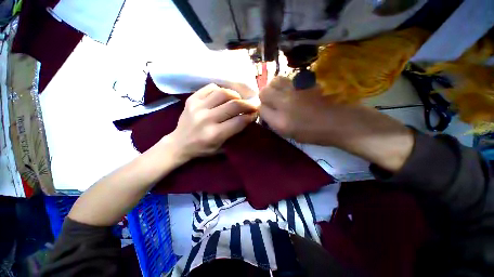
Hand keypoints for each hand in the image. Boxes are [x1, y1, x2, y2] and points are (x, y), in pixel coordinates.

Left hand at [165, 84, 257, 162]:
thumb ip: (234, 134)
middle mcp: (206, 119)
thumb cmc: (202, 149)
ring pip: (223, 93)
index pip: (239, 121)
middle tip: (253, 104)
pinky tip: (224, 95)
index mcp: (214, 134)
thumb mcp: (221, 148)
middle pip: (233, 105)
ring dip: (236, 95)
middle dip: (248, 104)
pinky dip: (221, 90)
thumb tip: (247, 118)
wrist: (178, 143)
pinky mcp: (192, 99)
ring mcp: (197, 107)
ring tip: (239, 99)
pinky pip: (210, 88)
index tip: (256, 114)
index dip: (250, 116)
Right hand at [259, 77, 413, 171]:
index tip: (268, 111)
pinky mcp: (304, 82)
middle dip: (264, 97)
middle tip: (272, 101)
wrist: (340, 121)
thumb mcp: (290, 133)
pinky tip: (291, 90)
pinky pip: (287, 78)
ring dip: (273, 87)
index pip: (261, 109)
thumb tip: (267, 111)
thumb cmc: (314, 133)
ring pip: (274, 81)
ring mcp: (295, 90)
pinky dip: (285, 83)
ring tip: (280, 93)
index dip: (263, 110)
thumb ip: (275, 122)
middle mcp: (284, 104)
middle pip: (264, 92)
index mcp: (280, 122)